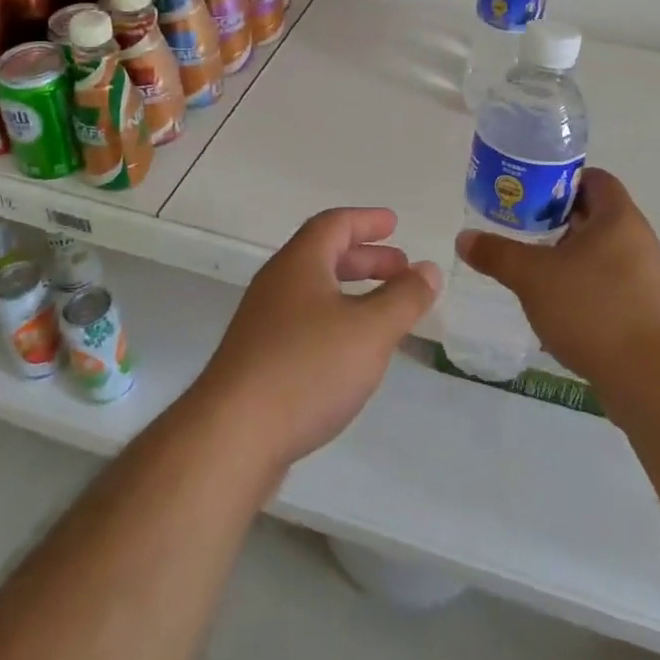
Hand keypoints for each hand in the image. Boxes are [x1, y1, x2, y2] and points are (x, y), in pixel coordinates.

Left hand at [191, 207, 440, 476]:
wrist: (231, 437)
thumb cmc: (307, 369)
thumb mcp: (370, 330)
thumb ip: (404, 298)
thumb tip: (428, 269)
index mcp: (299, 264)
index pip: (334, 224)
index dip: (367, 221)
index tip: (394, 224)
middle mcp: (277, 285)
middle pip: (323, 256)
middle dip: (366, 258)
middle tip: (401, 268)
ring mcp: (263, 324)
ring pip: (314, 293)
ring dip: (352, 292)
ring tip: (384, 312)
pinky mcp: (257, 361)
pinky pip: (304, 324)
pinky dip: (335, 322)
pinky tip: (351, 353)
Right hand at [454, 168, 659, 390]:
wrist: (650, 379)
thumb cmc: (592, 309)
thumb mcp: (533, 277)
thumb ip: (497, 254)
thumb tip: (464, 238)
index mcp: (618, 217)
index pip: (592, 179)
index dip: (559, 181)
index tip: (528, 196)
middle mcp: (637, 239)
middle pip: (593, 215)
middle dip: (555, 221)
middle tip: (520, 230)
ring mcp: (644, 276)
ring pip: (599, 252)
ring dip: (566, 256)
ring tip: (531, 270)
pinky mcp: (644, 309)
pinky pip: (607, 283)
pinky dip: (581, 286)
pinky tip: (554, 306)